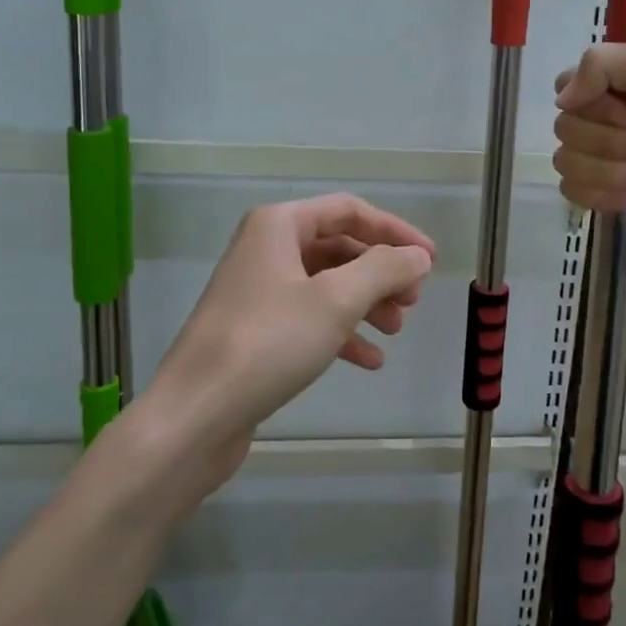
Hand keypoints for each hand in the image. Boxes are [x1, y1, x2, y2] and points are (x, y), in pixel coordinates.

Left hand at [147, 193, 434, 501]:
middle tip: (412, 301)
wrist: (196, 414)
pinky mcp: (254, 331)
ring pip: (325, 285)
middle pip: (337, 248)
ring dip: (365, 303)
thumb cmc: (269, 342)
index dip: (394, 231)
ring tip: (396, 330)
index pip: (348, 211)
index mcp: (278, 226)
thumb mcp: (337, 300)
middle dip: (379, 272)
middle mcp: (265, 249)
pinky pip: (308, 319)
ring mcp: (257, 291)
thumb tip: (417, 255)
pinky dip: (340, 333)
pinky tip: (369, 360)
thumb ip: (384, 270)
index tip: (430, 259)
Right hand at [553, 44, 625, 243]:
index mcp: (610, 88)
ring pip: (566, 163)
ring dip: (613, 171)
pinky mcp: (596, 196)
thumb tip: (562, 101)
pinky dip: (604, 195)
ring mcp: (594, 160)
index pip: (563, 87)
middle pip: (564, 129)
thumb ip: (602, 63)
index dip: (591, 103)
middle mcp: (597, 121)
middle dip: (612, 142)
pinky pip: (571, 192)